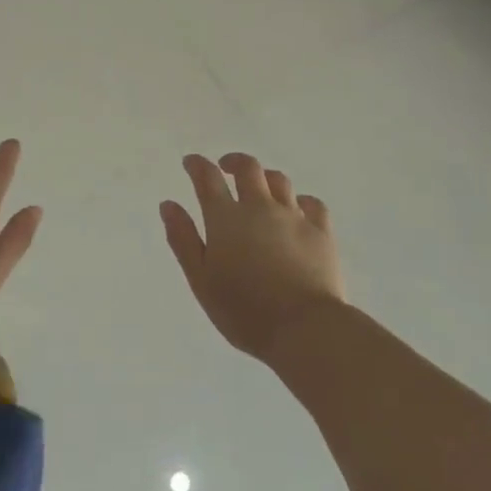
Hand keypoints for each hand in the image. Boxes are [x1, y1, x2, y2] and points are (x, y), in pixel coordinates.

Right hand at [162, 153, 344, 364]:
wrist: (304, 329)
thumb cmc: (244, 311)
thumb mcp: (201, 280)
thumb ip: (183, 239)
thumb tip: (169, 204)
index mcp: (226, 218)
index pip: (208, 178)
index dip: (197, 165)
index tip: (190, 162)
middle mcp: (259, 207)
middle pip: (248, 168)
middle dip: (233, 162)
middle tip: (225, 168)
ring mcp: (294, 217)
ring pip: (279, 181)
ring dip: (265, 178)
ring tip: (260, 188)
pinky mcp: (322, 232)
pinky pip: (312, 204)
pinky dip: (301, 201)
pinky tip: (298, 210)